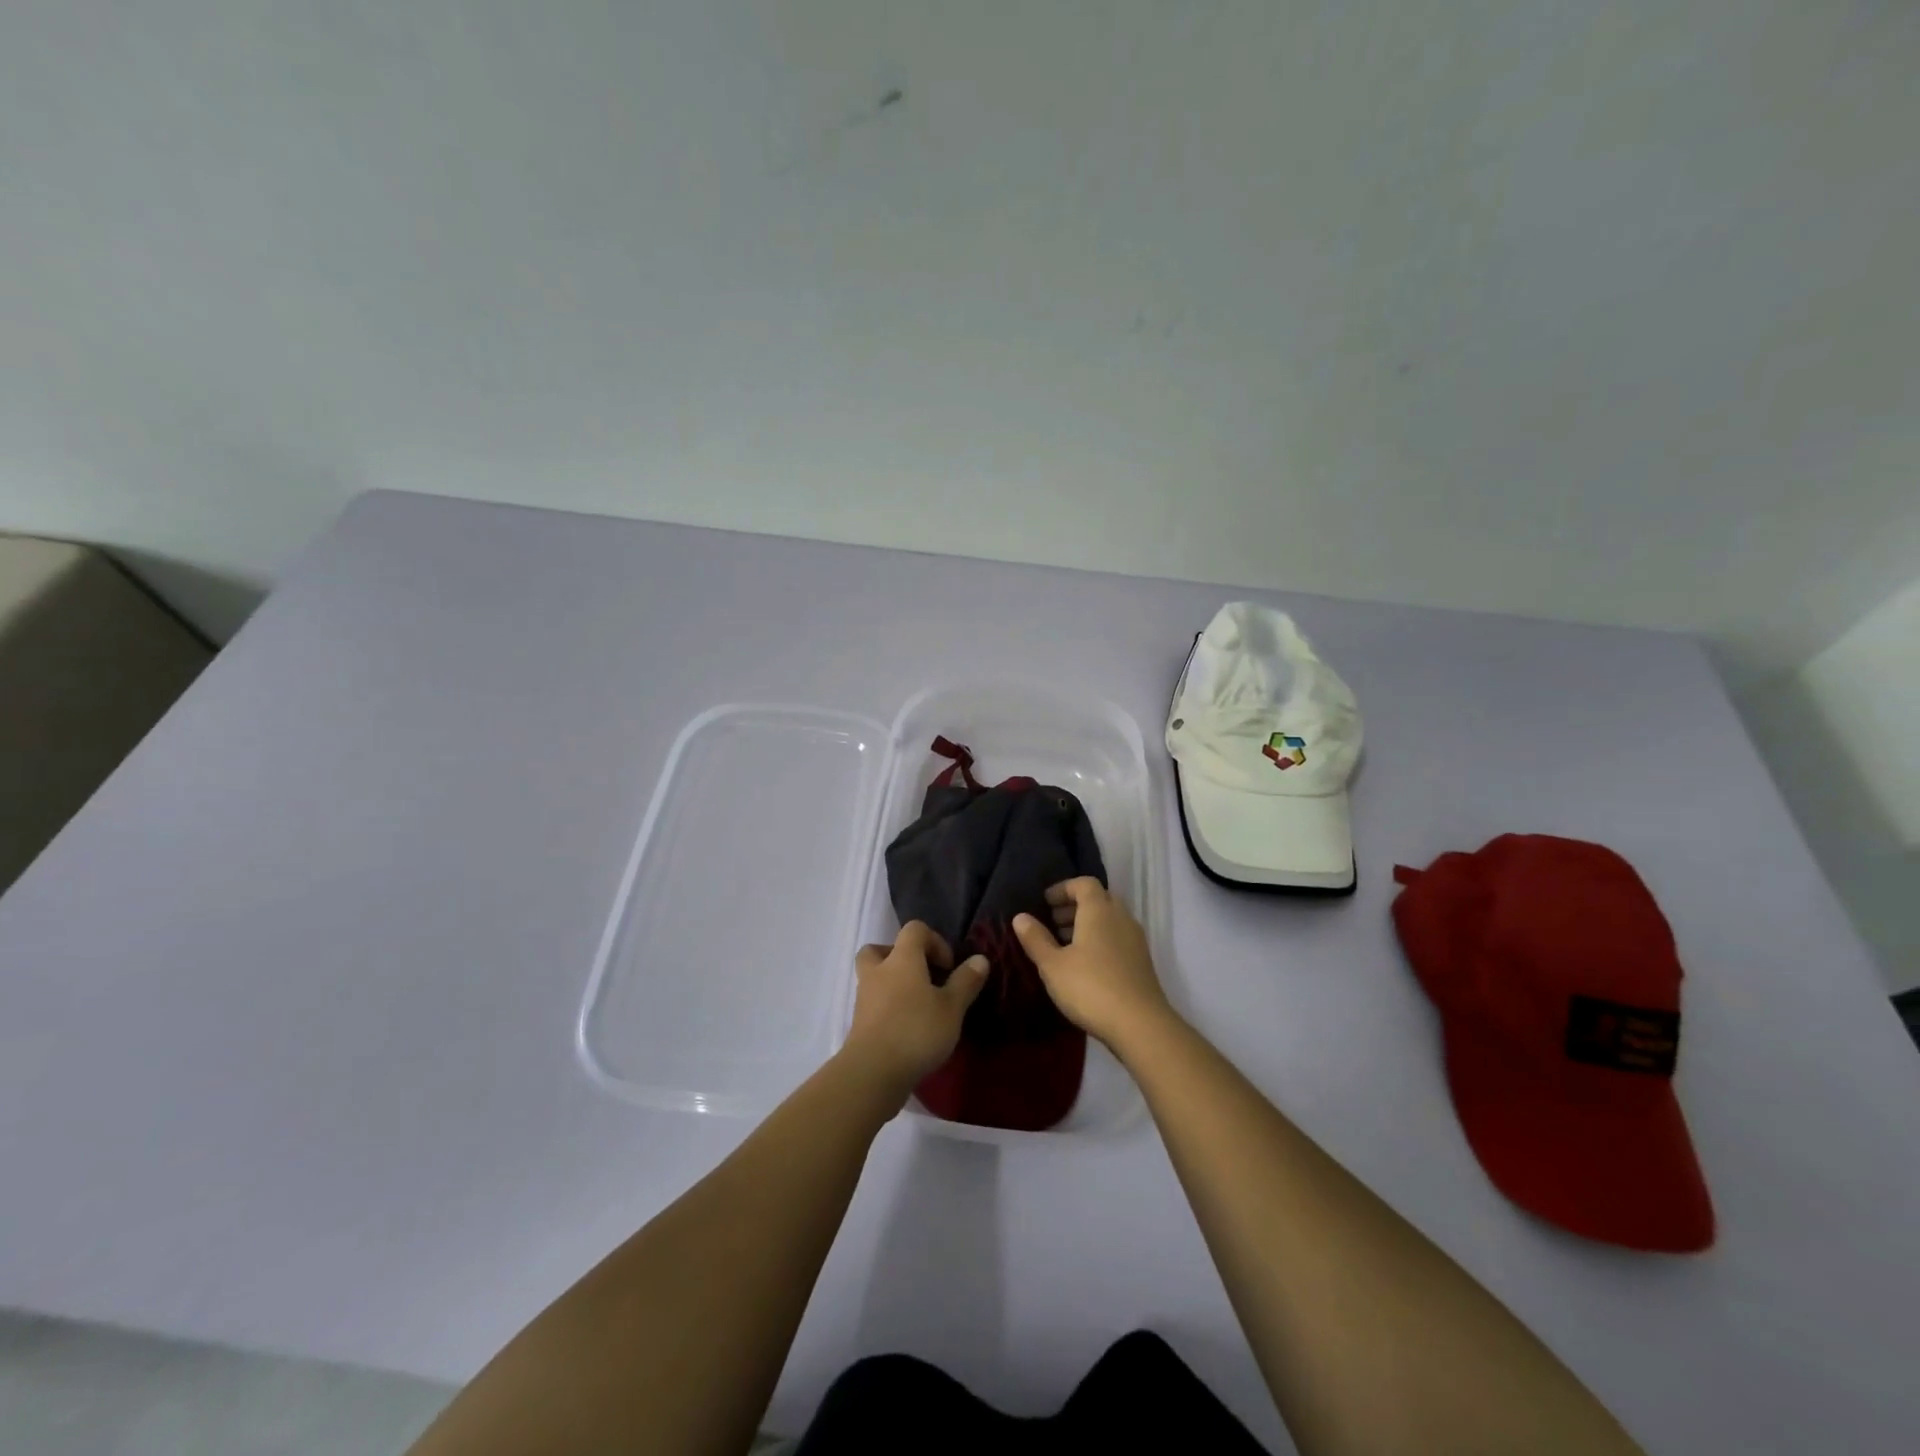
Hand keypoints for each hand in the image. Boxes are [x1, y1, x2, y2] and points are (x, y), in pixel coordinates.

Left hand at [842, 922, 989, 1105]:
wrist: (873, 1072)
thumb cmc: (916, 1030)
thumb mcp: (952, 1007)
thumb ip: (966, 981)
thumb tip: (979, 959)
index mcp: (902, 958)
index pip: (914, 929)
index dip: (935, 941)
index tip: (949, 967)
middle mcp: (878, 971)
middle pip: (881, 949)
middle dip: (901, 958)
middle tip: (922, 977)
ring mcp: (864, 997)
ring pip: (874, 976)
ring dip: (893, 983)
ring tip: (918, 1005)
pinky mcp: (859, 1023)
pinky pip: (873, 1002)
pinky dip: (888, 1007)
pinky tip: (907, 1027)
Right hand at [1013, 878, 1171, 1050]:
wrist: (1140, 1025)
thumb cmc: (1090, 987)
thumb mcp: (1053, 965)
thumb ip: (1035, 939)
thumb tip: (1020, 916)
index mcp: (1099, 910)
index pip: (1083, 883)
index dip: (1063, 888)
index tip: (1044, 902)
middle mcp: (1121, 917)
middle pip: (1098, 899)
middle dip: (1074, 907)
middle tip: (1052, 923)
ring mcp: (1135, 939)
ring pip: (1109, 920)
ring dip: (1087, 924)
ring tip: (1065, 945)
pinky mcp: (1142, 961)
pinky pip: (1118, 937)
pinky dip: (1100, 940)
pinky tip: (1085, 965)